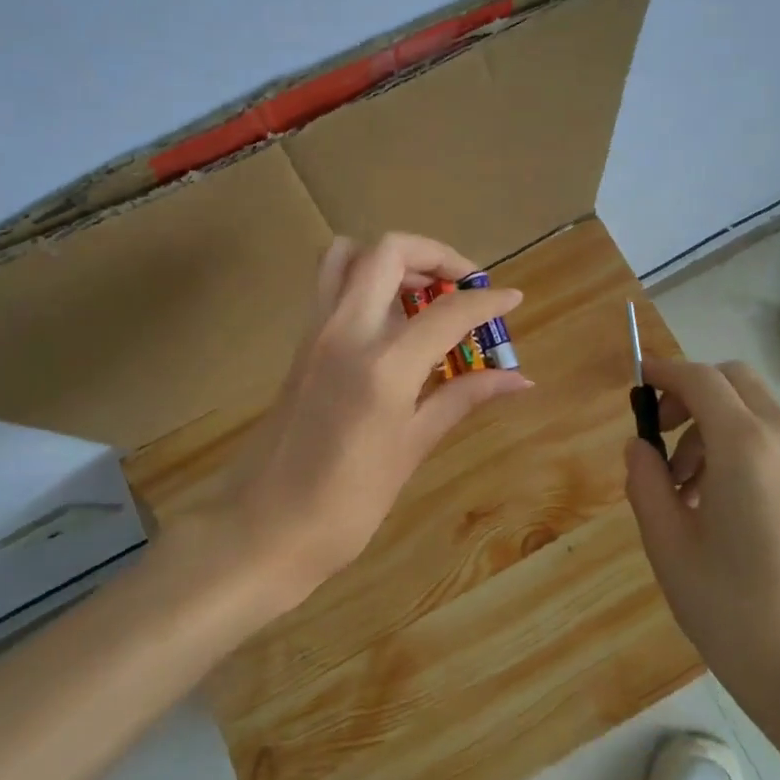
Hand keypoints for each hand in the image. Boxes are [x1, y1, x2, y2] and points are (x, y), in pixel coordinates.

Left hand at [175, 233, 531, 619]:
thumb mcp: (411, 449)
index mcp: (382, 365)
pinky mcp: (300, 343)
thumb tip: (518, 379)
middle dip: (435, 255)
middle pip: (389, 251)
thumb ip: (462, 399)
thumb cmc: (345, 503)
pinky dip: (367, 282)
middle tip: (463, 286)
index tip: (512, 299)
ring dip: (393, 260)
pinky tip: (393, 325)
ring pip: (349, 255)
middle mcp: (345, 331)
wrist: (262, 528)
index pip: (447, 310)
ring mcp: (316, 332)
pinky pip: (332, 286)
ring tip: (424, 295)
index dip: (486, 300)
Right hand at [623, 358, 779, 728]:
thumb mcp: (668, 547)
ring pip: (755, 410)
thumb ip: (645, 482)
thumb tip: (639, 446)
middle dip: (690, 393)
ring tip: (686, 487)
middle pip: (734, 381)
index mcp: (746, 448)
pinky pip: (776, 440)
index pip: (700, 379)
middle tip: (659, 438)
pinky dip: (741, 445)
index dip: (663, 371)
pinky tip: (721, 503)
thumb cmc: (734, 613)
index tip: (635, 382)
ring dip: (713, 424)